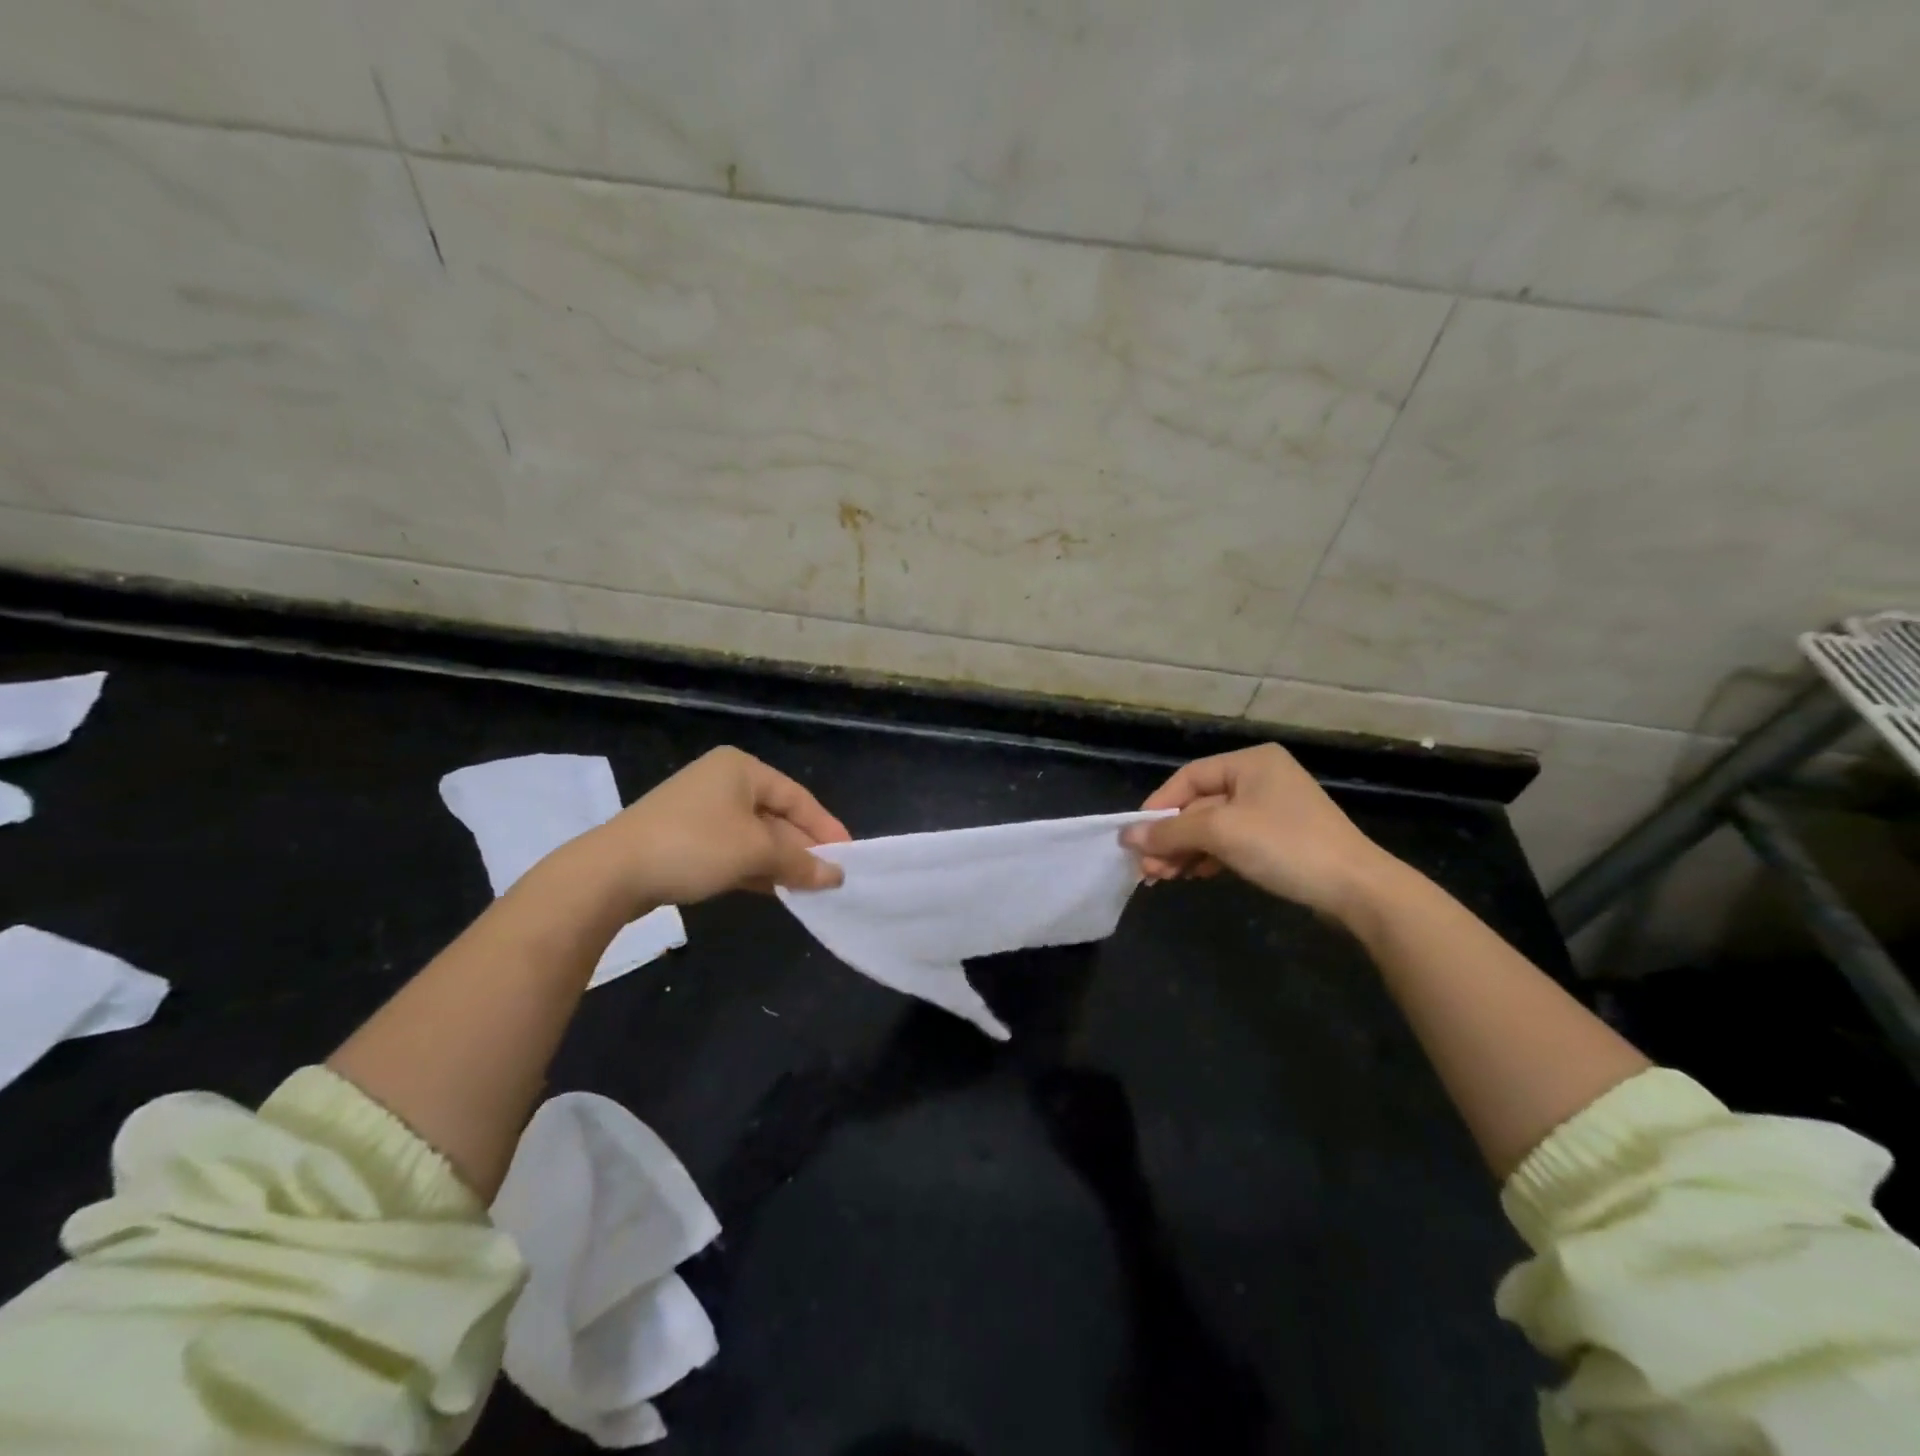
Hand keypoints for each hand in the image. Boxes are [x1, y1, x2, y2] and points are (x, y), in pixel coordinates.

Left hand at [576, 747, 849, 914]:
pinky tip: (773, 889)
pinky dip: (754, 867)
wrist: (611, 873)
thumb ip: (800, 863)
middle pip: (776, 816)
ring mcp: (700, 810)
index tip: (849, 856)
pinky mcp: (684, 838)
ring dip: (780, 862)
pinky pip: (732, 849)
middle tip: (829, 877)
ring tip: (808, 887)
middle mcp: (722, 781)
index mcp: (741, 769)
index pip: (797, 797)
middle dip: (802, 848)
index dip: (825, 827)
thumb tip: (837, 877)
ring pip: (754, 836)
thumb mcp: (755, 853)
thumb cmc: (694, 846)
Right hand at [1122, 744, 1397, 921]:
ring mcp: (1273, 810)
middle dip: (1171, 837)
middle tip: (1147, 869)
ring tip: (1162, 878)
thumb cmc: (1285, 846)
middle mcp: (1261, 778)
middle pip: (1199, 805)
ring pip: (1213, 827)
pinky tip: (1192, 875)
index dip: (1158, 807)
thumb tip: (1126, 837)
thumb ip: (1170, 831)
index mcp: (1251, 762)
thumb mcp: (1221, 833)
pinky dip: (1209, 857)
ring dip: (1185, 851)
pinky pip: (1232, 842)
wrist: (1357, 890)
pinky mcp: (1280, 839)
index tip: (1135, 837)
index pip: (1188, 778)